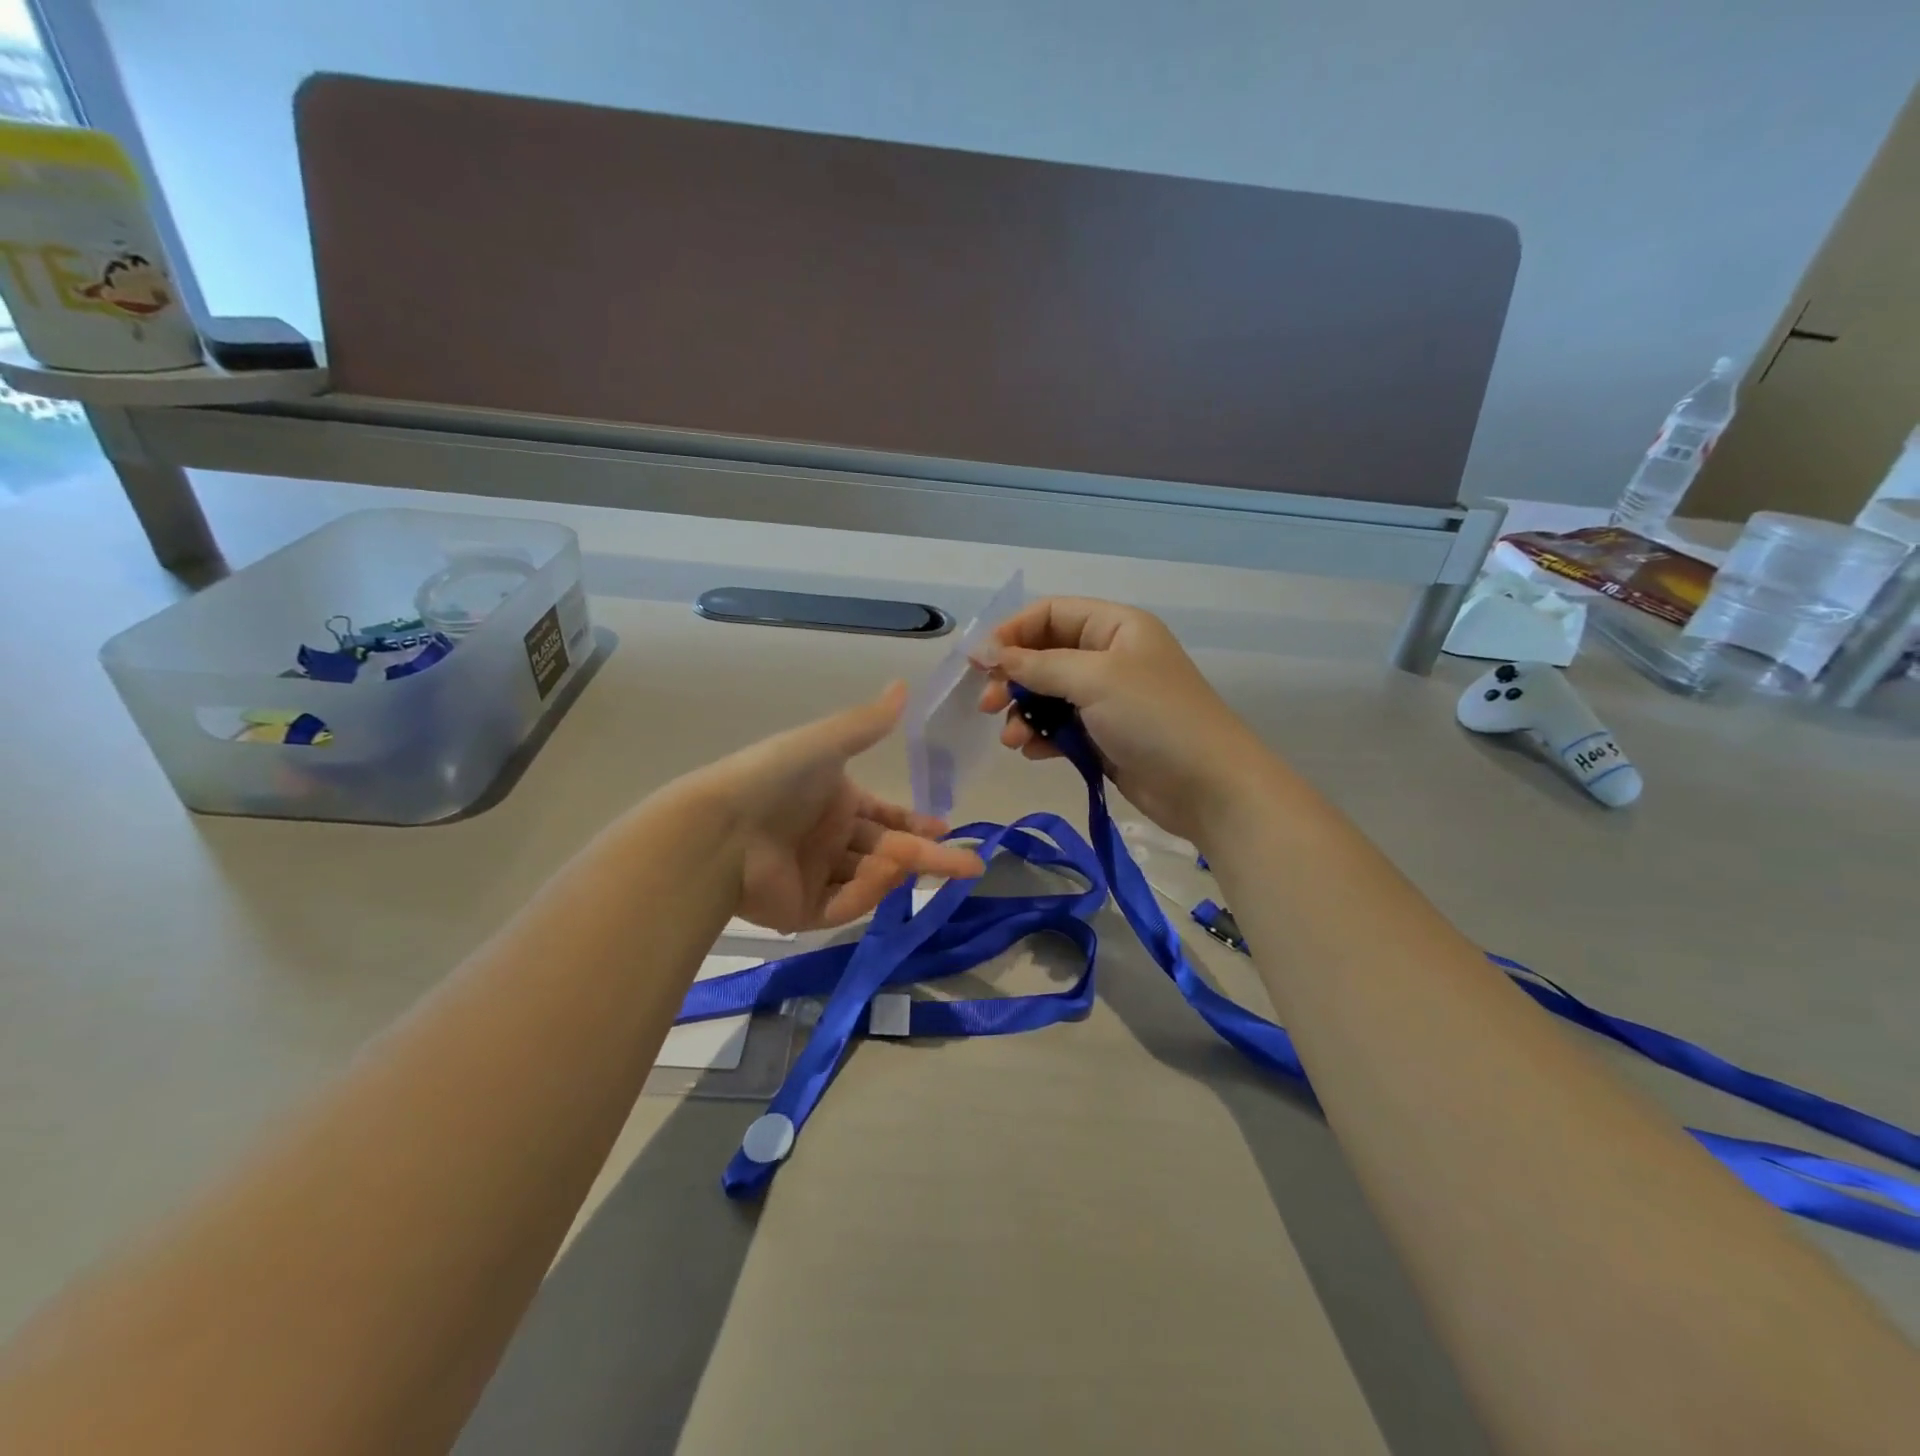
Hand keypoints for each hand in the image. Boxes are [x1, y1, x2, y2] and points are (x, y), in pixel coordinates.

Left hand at [681, 682, 984, 931]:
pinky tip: (884, 875)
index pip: (884, 817)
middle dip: (929, 857)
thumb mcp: (826, 743)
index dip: (915, 823)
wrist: (720, 829)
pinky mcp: (800, 913)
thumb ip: (868, 723)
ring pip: (870, 879)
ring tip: (921, 861)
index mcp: (834, 802)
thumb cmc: (776, 778)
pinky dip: (867, 893)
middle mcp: (827, 839)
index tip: (945, 829)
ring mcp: (814, 877)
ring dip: (898, 870)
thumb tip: (903, 685)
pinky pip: (844, 906)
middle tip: (970, 865)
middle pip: (886, 851)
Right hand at [974, 598, 1269, 842]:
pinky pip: (1061, 727)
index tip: (980, 662)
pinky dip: (1042, 736)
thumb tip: (988, 652)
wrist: (1208, 787)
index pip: (1050, 614)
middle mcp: (1109, 657)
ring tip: (1013, 739)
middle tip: (988, 705)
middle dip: (1013, 678)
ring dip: (1024, 714)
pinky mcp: (1104, 736)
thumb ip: (1038, 664)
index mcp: (1114, 627)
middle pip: (1044, 655)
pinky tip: (1033, 752)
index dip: (1012, 633)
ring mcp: (1107, 699)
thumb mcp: (1094, 680)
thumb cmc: (1154, 718)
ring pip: (1048, 695)